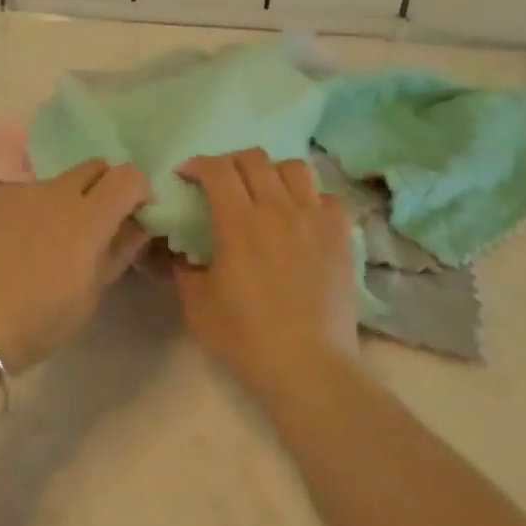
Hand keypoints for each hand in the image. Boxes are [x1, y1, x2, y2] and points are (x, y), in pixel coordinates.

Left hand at [0, 159, 150, 373]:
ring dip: (61, 204)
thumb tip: (134, 227)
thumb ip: (116, 253)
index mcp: (88, 217)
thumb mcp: (89, 298)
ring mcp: (16, 191)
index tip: (135, 215)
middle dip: (103, 187)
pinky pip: (18, 197)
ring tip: (42, 244)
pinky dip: (26, 213)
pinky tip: (8, 247)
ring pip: (52, 184)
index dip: (138, 191)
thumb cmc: (36, 322)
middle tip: (95, 224)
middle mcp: (54, 192)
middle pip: (93, 167)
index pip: (128, 177)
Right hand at [174, 149, 358, 403]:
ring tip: (264, 192)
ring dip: (272, 172)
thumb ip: (185, 271)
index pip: (216, 169)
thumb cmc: (245, 338)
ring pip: (294, 167)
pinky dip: (309, 198)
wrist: (308, 367)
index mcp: (239, 222)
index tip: (187, 176)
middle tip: (220, 182)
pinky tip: (301, 217)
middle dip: (230, 162)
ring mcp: (315, 219)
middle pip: (254, 158)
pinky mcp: (341, 236)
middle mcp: (278, 208)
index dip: (197, 164)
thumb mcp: (196, 306)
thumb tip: (184, 256)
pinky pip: (326, 197)